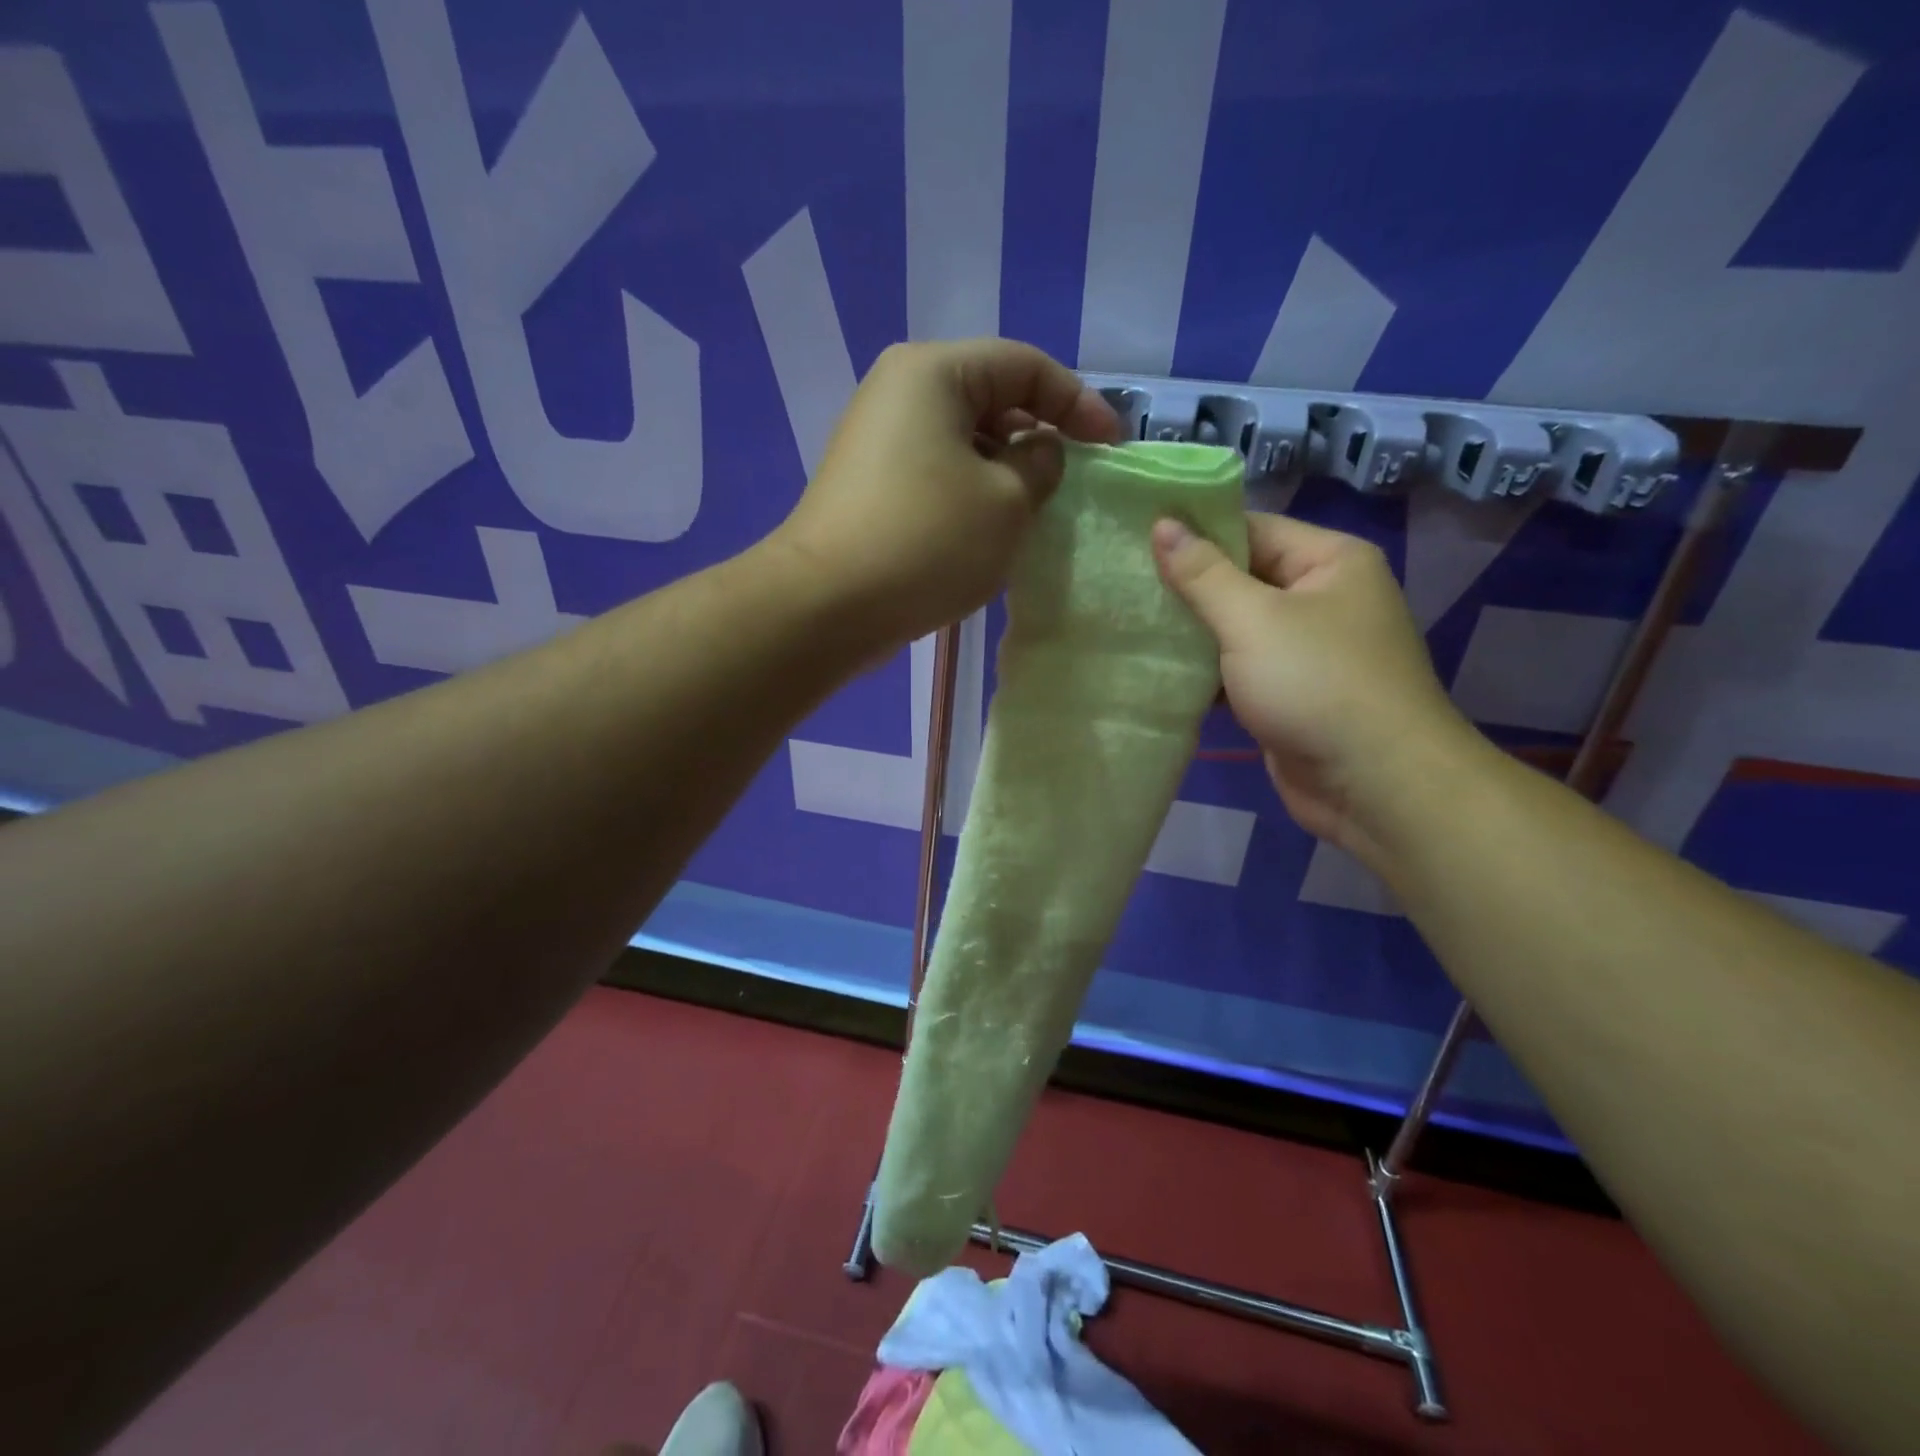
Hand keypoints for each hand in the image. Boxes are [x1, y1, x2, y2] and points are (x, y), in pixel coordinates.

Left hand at [773, 339, 1120, 647]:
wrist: (828, 606)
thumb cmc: (927, 541)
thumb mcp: (1007, 502)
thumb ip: (1041, 465)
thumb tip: (1039, 453)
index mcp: (933, 373)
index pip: (1024, 366)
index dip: (1078, 402)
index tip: (1111, 446)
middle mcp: (899, 392)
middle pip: (990, 397)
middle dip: (1038, 435)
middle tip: (1070, 481)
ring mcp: (877, 441)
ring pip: (963, 441)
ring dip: (1004, 470)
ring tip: (1033, 512)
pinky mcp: (869, 486)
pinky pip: (936, 473)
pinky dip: (971, 492)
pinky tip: (988, 531)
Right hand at [1153, 512, 1480, 862]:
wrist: (1374, 785)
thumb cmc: (1317, 684)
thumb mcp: (1253, 619)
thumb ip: (1203, 574)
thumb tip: (1162, 524)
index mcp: (1329, 562)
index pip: (1251, 529)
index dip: (1194, 532)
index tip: (1135, 538)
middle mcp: (1322, 599)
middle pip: (1241, 578)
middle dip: (1186, 586)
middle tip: (1122, 584)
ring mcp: (1307, 651)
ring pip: (1236, 628)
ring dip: (1190, 633)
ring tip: (1127, 623)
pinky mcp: (1290, 694)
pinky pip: (1239, 670)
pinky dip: (1205, 672)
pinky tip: (1157, 672)